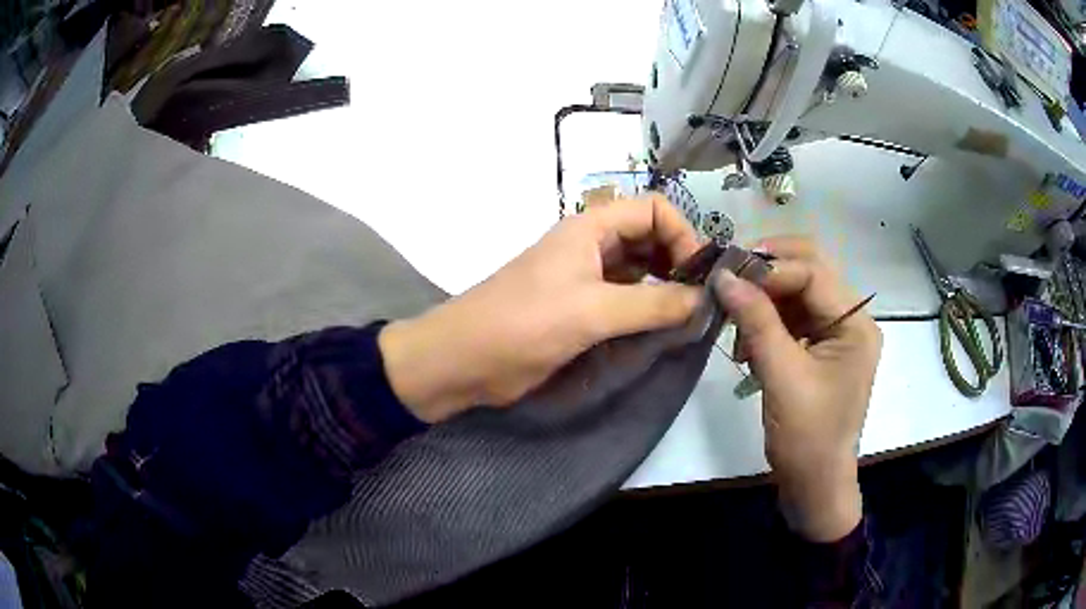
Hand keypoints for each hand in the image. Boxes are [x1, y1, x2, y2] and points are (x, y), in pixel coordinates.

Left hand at [379, 195, 702, 422]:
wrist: (463, 360)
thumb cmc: (523, 324)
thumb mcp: (592, 311)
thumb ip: (653, 304)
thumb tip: (703, 300)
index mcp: (590, 228)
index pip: (654, 210)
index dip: (683, 235)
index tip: (700, 276)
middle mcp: (591, 245)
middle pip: (649, 238)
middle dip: (679, 262)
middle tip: (701, 299)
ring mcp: (585, 278)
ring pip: (639, 270)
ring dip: (665, 288)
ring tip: (688, 316)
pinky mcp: (579, 309)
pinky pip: (625, 299)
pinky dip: (647, 309)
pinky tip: (662, 329)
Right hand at [712, 236, 881, 541]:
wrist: (814, 484)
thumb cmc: (807, 437)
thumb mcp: (781, 376)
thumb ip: (756, 322)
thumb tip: (724, 276)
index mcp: (856, 325)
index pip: (814, 273)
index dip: (771, 269)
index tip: (728, 277)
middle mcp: (852, 320)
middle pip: (809, 272)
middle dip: (768, 273)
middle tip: (729, 281)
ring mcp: (837, 334)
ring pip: (797, 292)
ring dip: (764, 300)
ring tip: (736, 324)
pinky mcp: (821, 349)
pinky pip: (793, 317)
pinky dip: (767, 322)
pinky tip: (748, 344)